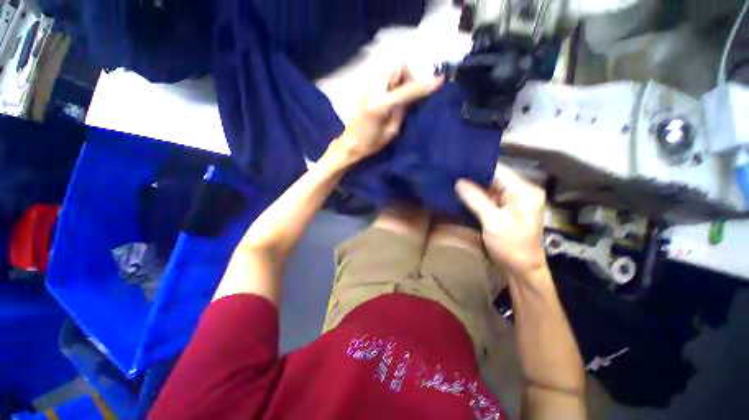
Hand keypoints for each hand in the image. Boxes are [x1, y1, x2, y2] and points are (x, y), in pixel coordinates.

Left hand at [334, 66, 442, 164]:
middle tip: (413, 91)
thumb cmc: (370, 144)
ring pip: (391, 70)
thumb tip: (410, 97)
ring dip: (402, 77)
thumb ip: (401, 111)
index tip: (439, 80)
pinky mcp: (366, 89)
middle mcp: (373, 91)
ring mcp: (367, 88)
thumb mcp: (391, 132)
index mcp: (379, 105)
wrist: (349, 144)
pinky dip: (394, 81)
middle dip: (410, 75)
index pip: (406, 90)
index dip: (422, 85)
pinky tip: (395, 94)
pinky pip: (384, 77)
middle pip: (397, 68)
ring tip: (403, 94)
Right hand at [456, 163, 546, 275]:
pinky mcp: (505, 209)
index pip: (498, 170)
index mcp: (524, 191)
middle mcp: (520, 191)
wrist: (521, 269)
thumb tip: (458, 182)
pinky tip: (461, 193)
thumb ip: (476, 200)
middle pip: (493, 178)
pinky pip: (488, 197)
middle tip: (451, 172)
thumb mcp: (493, 222)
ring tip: (452, 180)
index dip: (477, 166)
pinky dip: (475, 196)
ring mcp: (512, 200)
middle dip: (473, 176)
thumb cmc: (512, 246)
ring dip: (472, 186)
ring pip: (489, 187)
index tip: (457, 164)